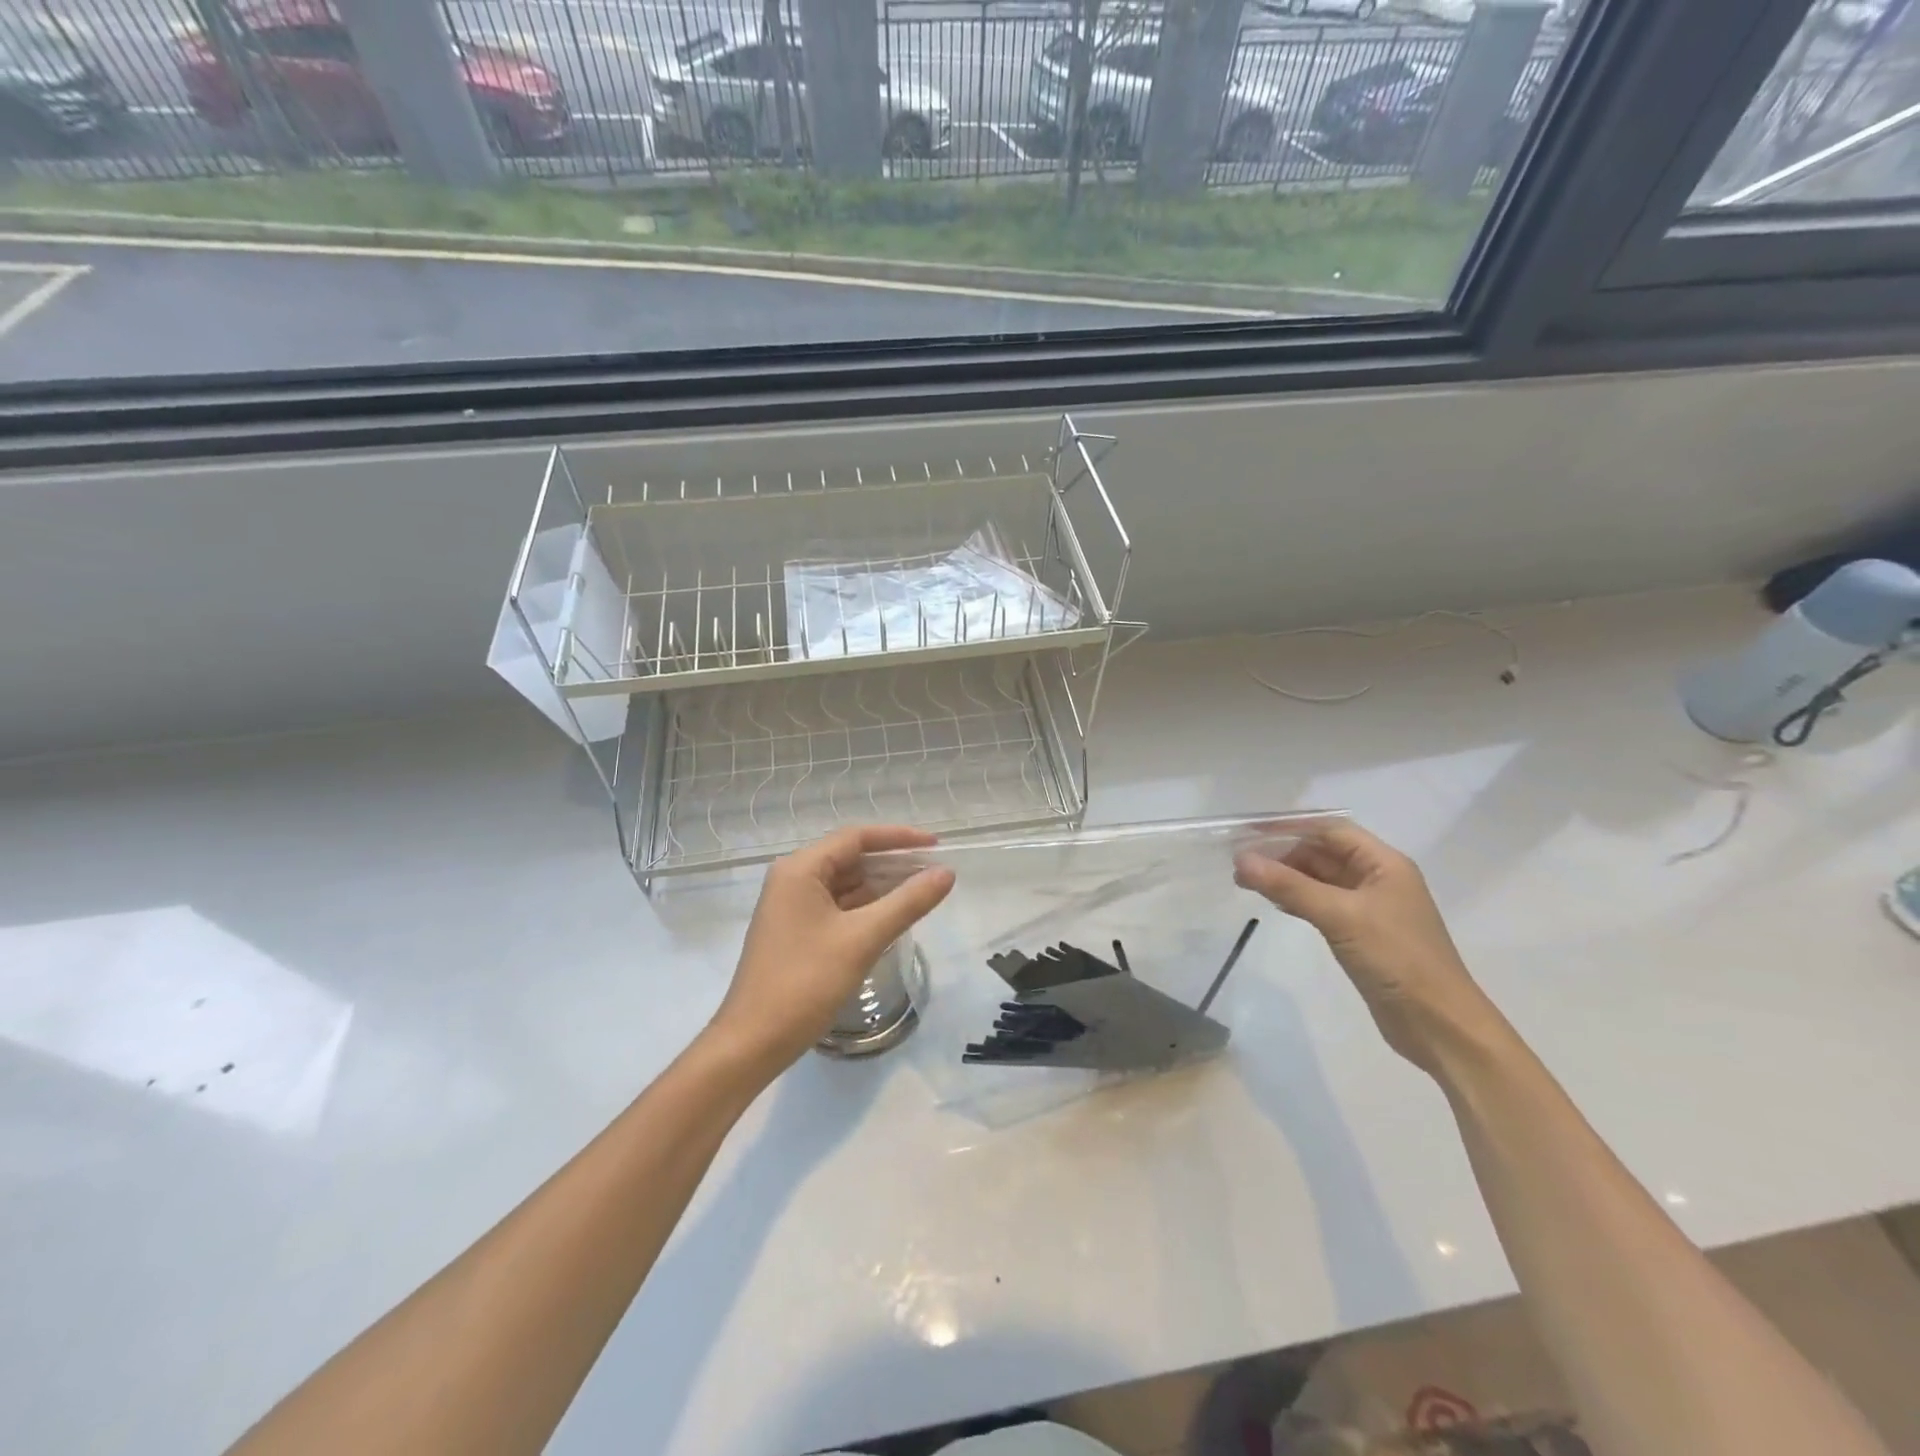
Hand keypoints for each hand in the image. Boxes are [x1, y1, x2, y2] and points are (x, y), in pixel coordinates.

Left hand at [708, 826, 955, 1073]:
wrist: (752, 1042)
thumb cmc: (805, 982)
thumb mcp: (862, 939)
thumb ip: (907, 902)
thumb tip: (946, 873)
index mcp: (800, 869)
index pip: (856, 837)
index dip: (899, 837)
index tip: (937, 845)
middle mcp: (792, 879)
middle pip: (850, 858)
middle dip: (893, 863)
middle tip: (935, 872)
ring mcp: (792, 907)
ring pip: (845, 884)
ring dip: (881, 887)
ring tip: (922, 893)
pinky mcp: (795, 932)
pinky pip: (837, 907)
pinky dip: (866, 908)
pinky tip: (893, 918)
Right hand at [1233, 822, 1500, 1076]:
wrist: (1440, 1025)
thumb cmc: (1396, 959)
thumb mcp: (1340, 917)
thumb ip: (1290, 886)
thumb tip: (1241, 860)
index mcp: (1384, 864)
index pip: (1331, 830)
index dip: (1290, 827)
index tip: (1249, 834)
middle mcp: (1379, 879)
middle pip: (1324, 853)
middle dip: (1283, 854)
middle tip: (1241, 864)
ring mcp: (1371, 908)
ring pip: (1321, 879)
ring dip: (1287, 877)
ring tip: (1247, 883)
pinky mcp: (1363, 934)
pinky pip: (1324, 904)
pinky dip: (1298, 899)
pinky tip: (1275, 905)